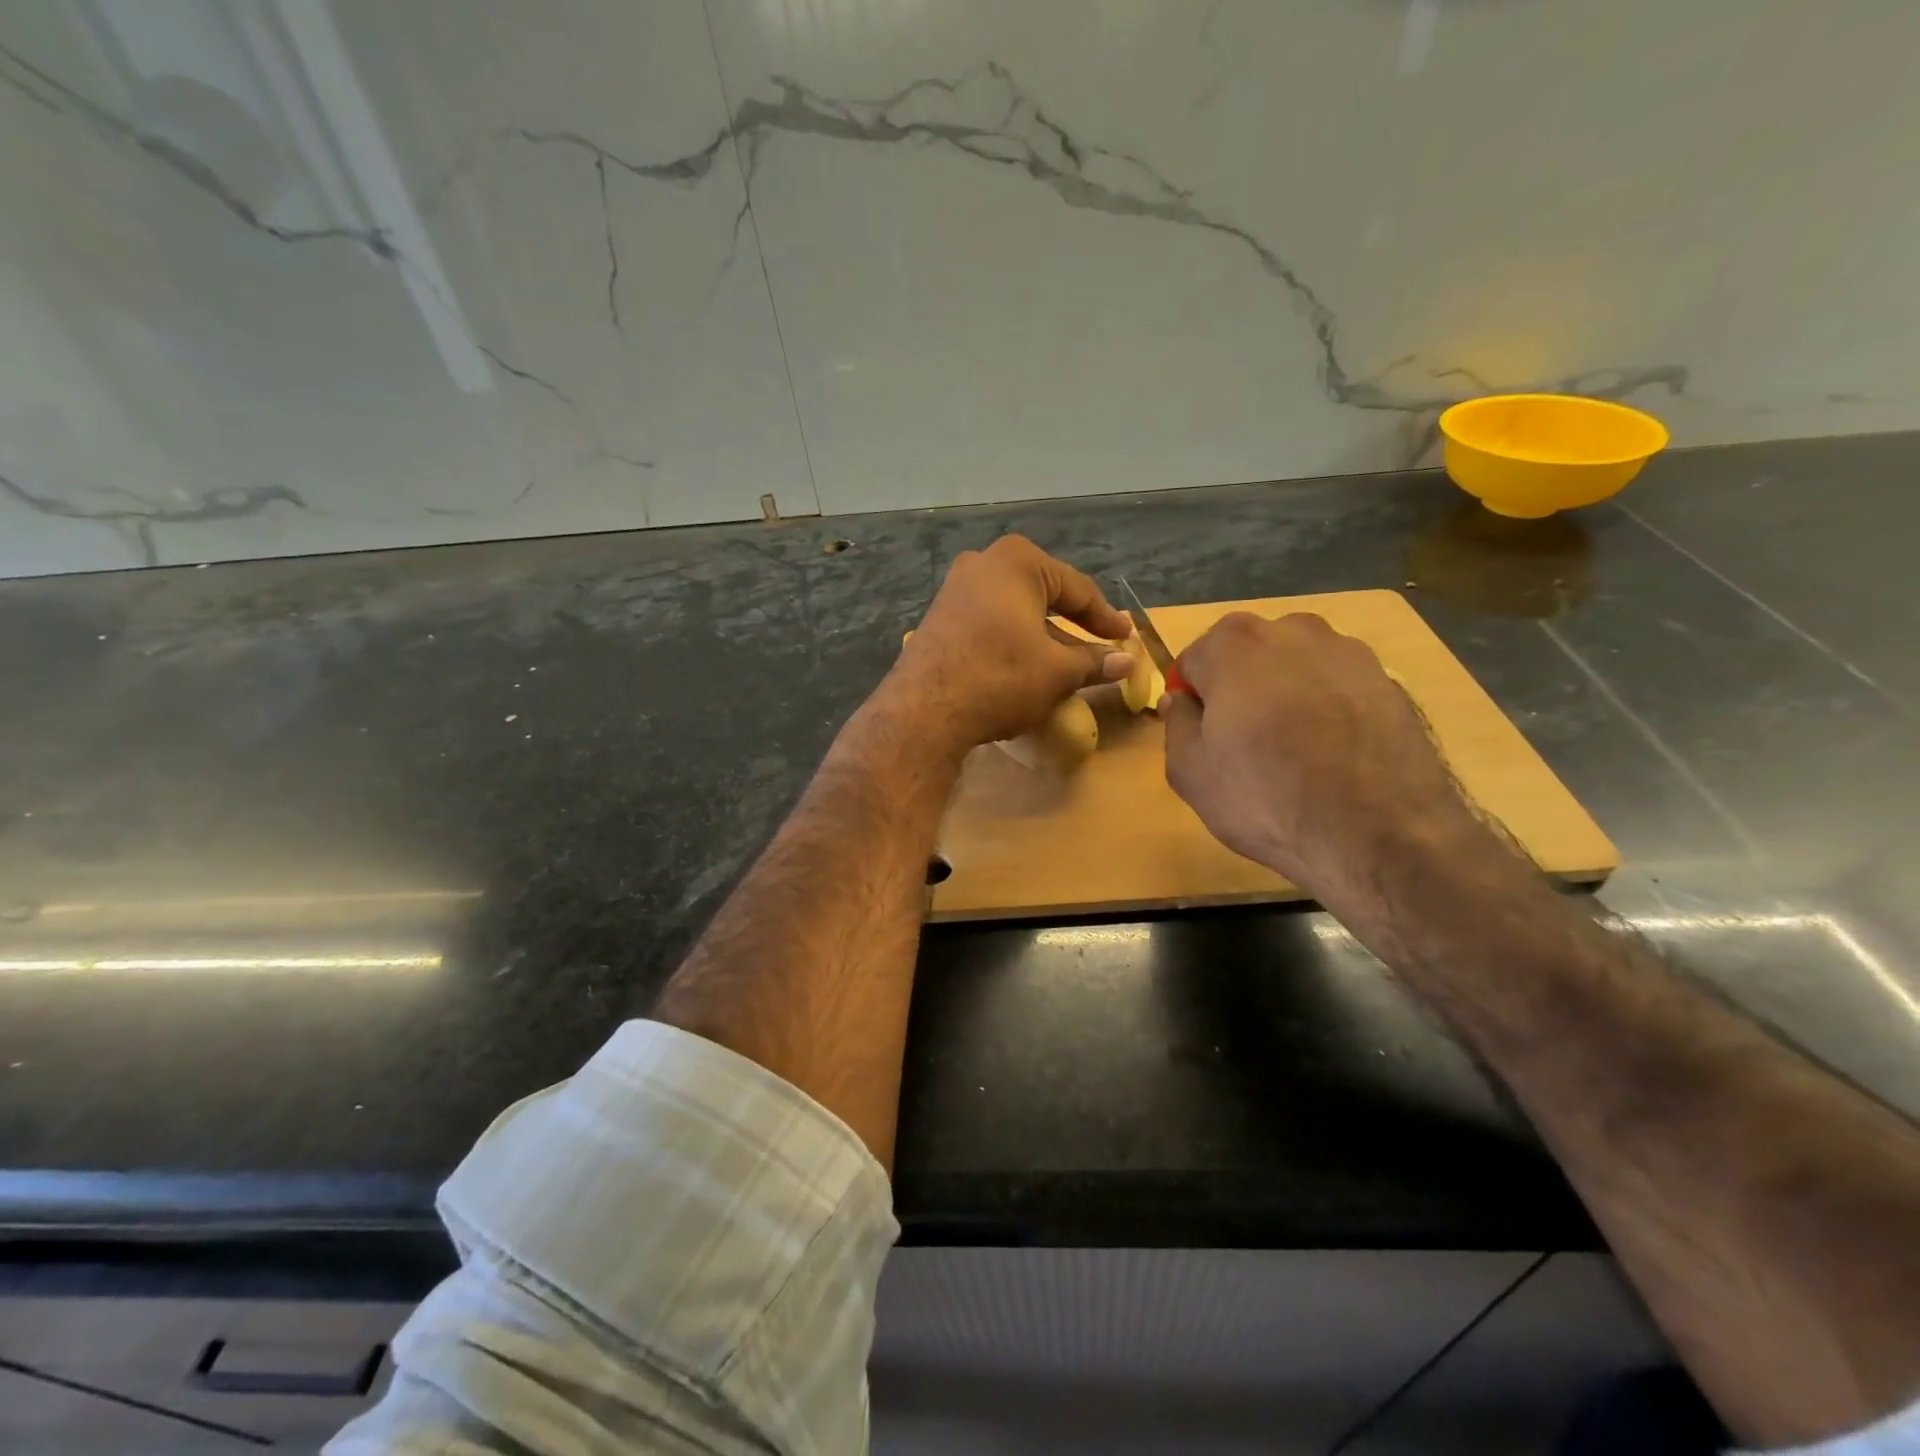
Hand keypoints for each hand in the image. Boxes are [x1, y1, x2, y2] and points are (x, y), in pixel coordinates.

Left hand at [887, 536, 1133, 755]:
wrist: (925, 710)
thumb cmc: (1001, 677)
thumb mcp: (1057, 672)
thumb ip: (1094, 662)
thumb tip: (1127, 661)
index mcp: (1018, 562)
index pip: (1077, 589)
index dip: (1105, 617)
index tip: (1125, 637)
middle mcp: (983, 563)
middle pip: (1043, 594)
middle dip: (1071, 621)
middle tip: (1099, 643)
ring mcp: (954, 589)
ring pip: (1014, 609)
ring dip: (1041, 633)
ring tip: (1064, 660)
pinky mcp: (938, 617)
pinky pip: (988, 622)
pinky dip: (1012, 639)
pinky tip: (1022, 664)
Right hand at [1161, 612, 1484, 900]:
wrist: (1377, 832)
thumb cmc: (1264, 797)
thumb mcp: (1190, 772)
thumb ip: (1177, 724)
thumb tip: (1179, 701)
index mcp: (1234, 644)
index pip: (1194, 660)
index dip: (1194, 699)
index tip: (1203, 735)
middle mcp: (1293, 630)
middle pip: (1248, 655)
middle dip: (1240, 688)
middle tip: (1244, 744)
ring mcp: (1349, 652)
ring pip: (1297, 667)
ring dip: (1286, 694)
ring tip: (1294, 750)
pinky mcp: (1390, 681)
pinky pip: (1338, 688)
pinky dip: (1329, 709)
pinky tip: (1333, 755)